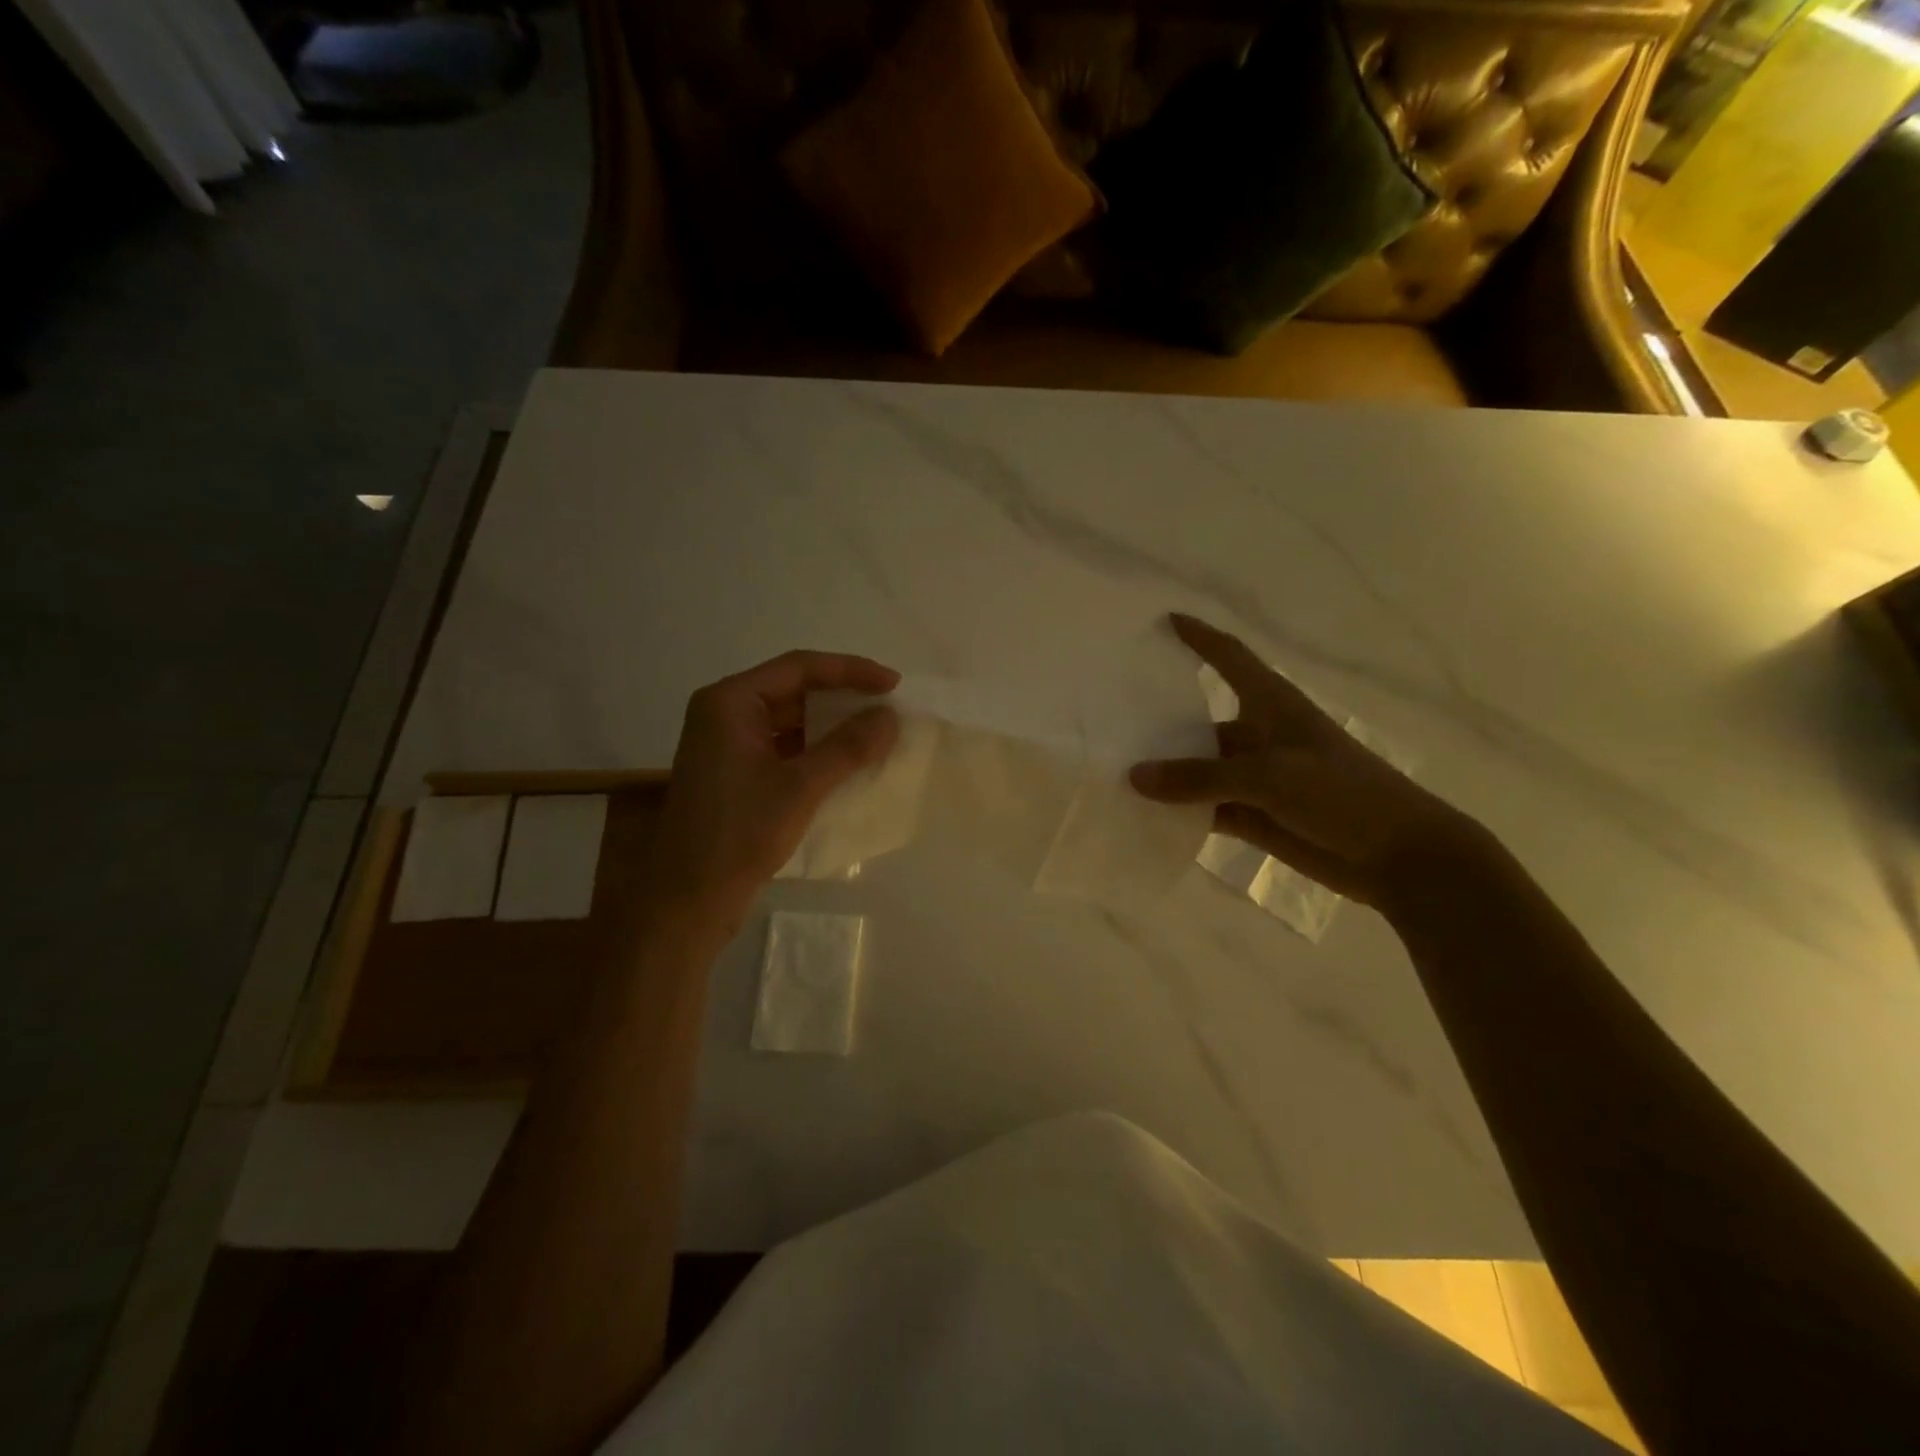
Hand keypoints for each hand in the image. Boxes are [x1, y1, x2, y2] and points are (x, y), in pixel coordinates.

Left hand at [649, 650, 900, 935]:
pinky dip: (817, 751)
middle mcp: (725, 714)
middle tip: (888, 708)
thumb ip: (847, 747)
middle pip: (793, 690)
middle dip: (842, 698)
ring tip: (876, 733)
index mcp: (729, 702)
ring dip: (832, 726)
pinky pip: (784, 748)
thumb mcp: (800, 787)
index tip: (892, 684)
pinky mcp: (736, 774)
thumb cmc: (739, 835)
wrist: (689, 900)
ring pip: (790, 721)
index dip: (849, 671)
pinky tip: (848, 763)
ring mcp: (728, 745)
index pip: (798, 667)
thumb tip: (890, 717)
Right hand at [1129, 613, 1471, 906]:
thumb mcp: (1270, 776)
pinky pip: (1203, 807)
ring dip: (1164, 772)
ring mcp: (1254, 778)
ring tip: (1111, 770)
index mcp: (1271, 705)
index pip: (1229, 657)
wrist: (1398, 856)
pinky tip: (1141, 814)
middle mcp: (1257, 735)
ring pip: (1197, 769)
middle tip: (1108, 719)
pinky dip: (1177, 811)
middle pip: (1198, 720)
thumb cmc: (1343, 794)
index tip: (1164, 621)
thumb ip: (1200, 777)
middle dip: (1159, 721)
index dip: (1199, 637)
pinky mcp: (1253, 815)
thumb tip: (1134, 776)